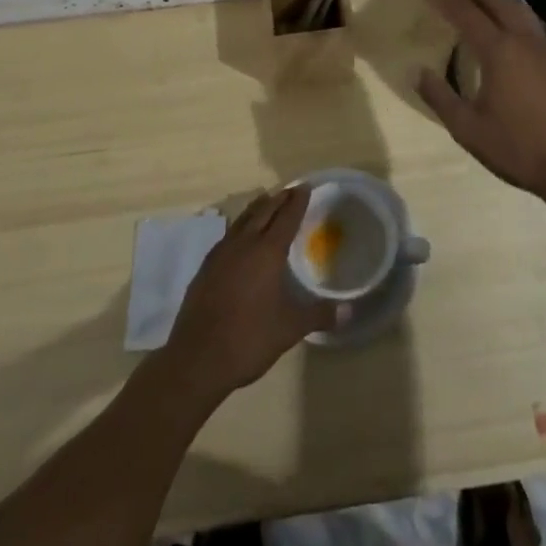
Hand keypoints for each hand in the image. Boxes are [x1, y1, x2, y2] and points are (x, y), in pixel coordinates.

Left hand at [161, 185, 337, 403]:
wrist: (197, 358)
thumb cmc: (249, 339)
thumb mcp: (290, 329)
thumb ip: (319, 315)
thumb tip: (348, 311)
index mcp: (267, 253)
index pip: (286, 218)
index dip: (297, 202)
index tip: (305, 187)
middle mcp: (243, 245)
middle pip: (263, 212)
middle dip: (278, 199)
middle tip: (289, 191)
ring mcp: (220, 254)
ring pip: (242, 220)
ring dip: (257, 209)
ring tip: (266, 203)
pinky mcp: (205, 268)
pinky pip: (228, 236)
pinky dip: (240, 227)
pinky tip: (240, 237)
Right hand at [417, 0, 545, 211]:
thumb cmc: (518, 148)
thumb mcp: (468, 129)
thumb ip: (440, 98)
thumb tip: (418, 72)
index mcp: (499, 52)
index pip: (468, 15)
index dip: (447, 3)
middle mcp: (524, 42)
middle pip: (498, 2)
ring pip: (520, 10)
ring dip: (497, 0)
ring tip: (479, 5)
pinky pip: (532, 26)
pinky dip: (514, 16)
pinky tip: (507, 34)